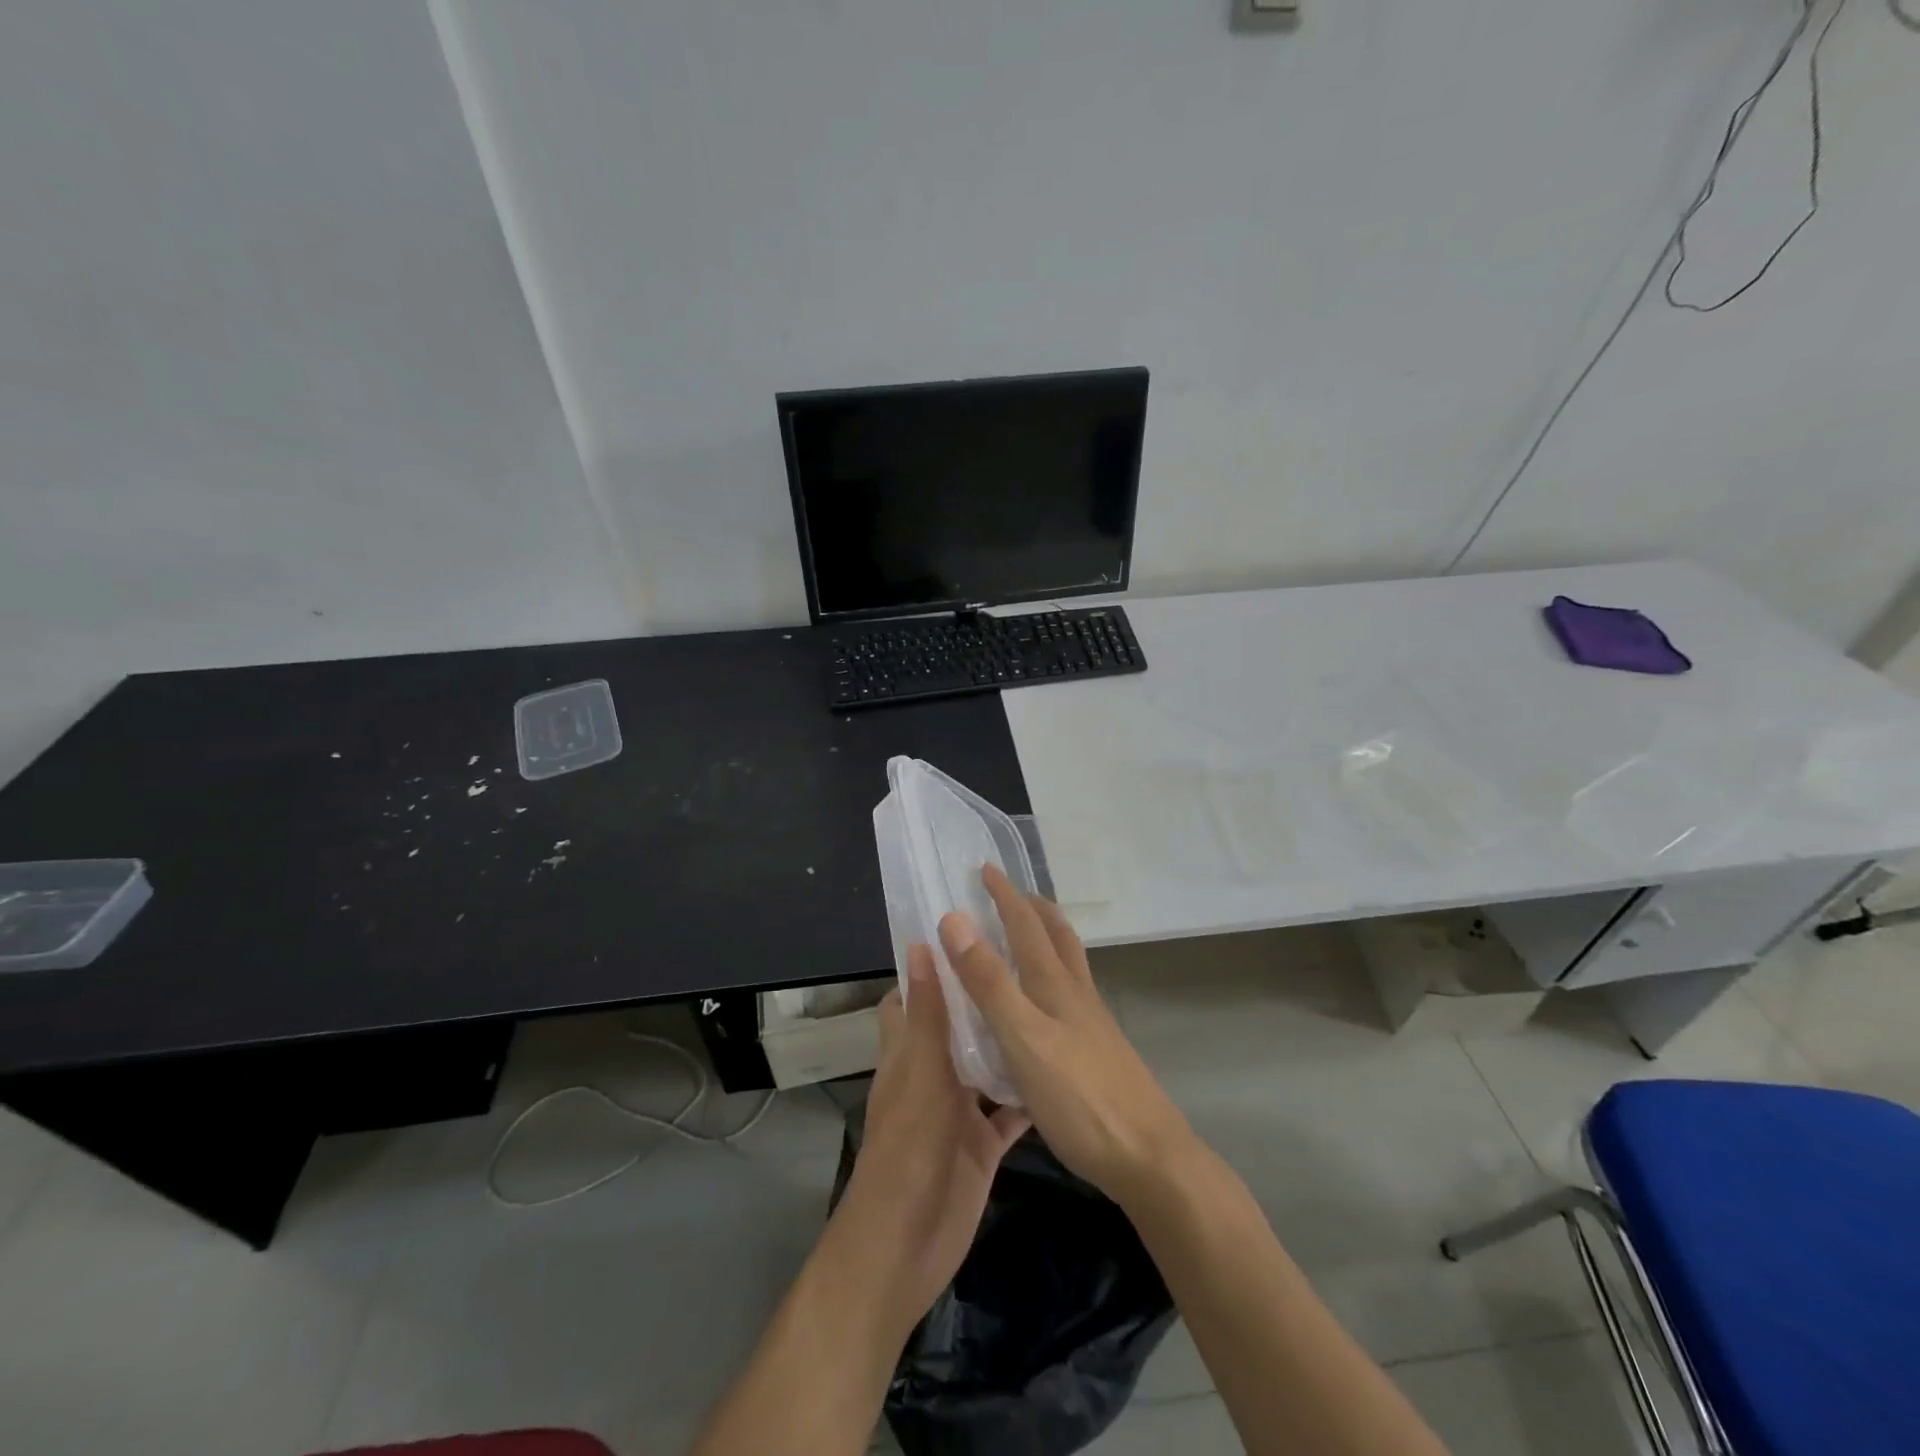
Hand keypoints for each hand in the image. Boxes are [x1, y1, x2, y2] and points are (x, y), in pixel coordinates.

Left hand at [832, 948, 1029, 1336]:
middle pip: (955, 1026)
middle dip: (980, 999)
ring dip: (1008, 1042)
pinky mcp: (983, 1143)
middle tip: (1024, 960)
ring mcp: (958, 1110)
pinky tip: (1062, 1071)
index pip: (912, 997)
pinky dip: (1029, 1095)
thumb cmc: (909, 1149)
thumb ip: (926, 1014)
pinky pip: (1008, 1112)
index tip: (966, 932)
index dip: (931, 966)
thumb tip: (919, 945)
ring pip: (985, 1065)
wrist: (906, 1246)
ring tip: (1049, 1002)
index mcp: (908, 1052)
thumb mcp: (921, 1073)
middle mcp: (932, 1074)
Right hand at [938, 865, 1194, 1209]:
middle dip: (1033, 909)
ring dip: (1049, 938)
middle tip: (1013, 893)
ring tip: (1032, 934)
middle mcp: (1076, 995)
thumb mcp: (1022, 1038)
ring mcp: (1092, 1024)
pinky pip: (1072, 996)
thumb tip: (955, 919)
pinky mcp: (1099, 1052)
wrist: (1149, 1158)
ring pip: (1069, 965)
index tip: (986, 868)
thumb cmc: (1079, 1098)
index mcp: (1055, 985)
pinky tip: (1048, 1004)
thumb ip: (989, 982)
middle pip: (1057, 937)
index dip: (1004, 895)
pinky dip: (1055, 977)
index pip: (1025, 925)